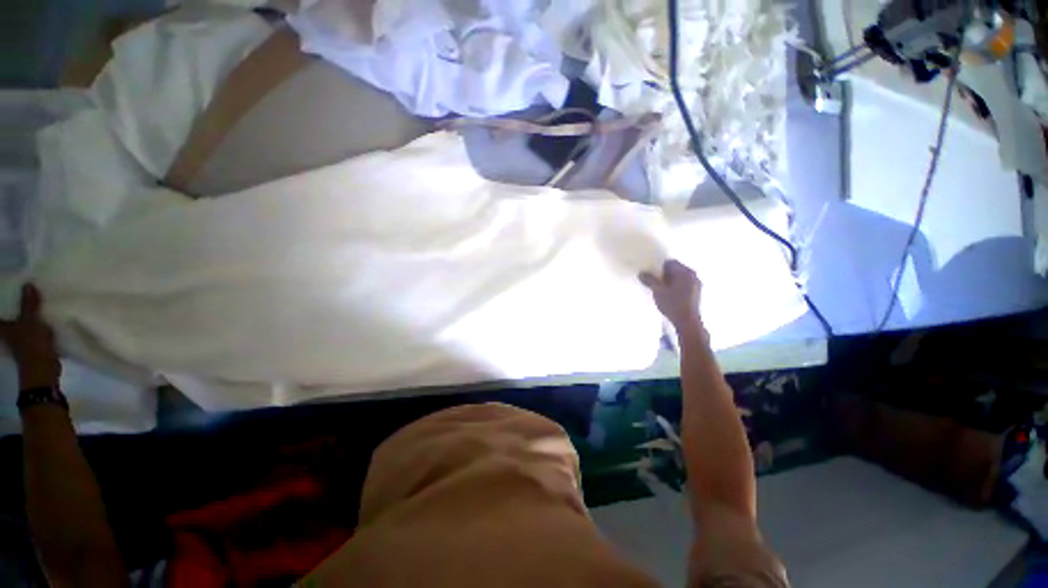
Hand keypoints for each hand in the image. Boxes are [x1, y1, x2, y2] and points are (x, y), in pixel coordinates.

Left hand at [0, 285, 60, 388]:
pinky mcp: (30, 344)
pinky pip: (31, 329)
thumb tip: (28, 284)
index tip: (12, 290)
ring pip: (21, 322)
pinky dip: (36, 324)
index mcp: (2, 326)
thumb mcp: (31, 321)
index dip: (6, 300)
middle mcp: (7, 332)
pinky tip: (44, 320)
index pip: (1, 310)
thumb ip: (29, 304)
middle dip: (17, 306)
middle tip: (26, 293)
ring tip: (37, 303)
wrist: (43, 370)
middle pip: (10, 316)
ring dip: (28, 315)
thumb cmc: (32, 345)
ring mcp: (19, 340)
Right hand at [639, 260, 702, 330]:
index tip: (651, 274)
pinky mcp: (696, 294)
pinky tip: (669, 296)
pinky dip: (676, 287)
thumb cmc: (673, 304)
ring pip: (680, 279)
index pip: (670, 263)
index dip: (659, 267)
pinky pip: (684, 286)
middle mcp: (693, 276)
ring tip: (660, 290)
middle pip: (676, 270)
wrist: (687, 322)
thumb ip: (649, 280)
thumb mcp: (658, 291)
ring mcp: (697, 285)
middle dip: (664, 275)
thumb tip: (641, 273)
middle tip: (654, 281)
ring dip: (670, 281)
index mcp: (685, 272)